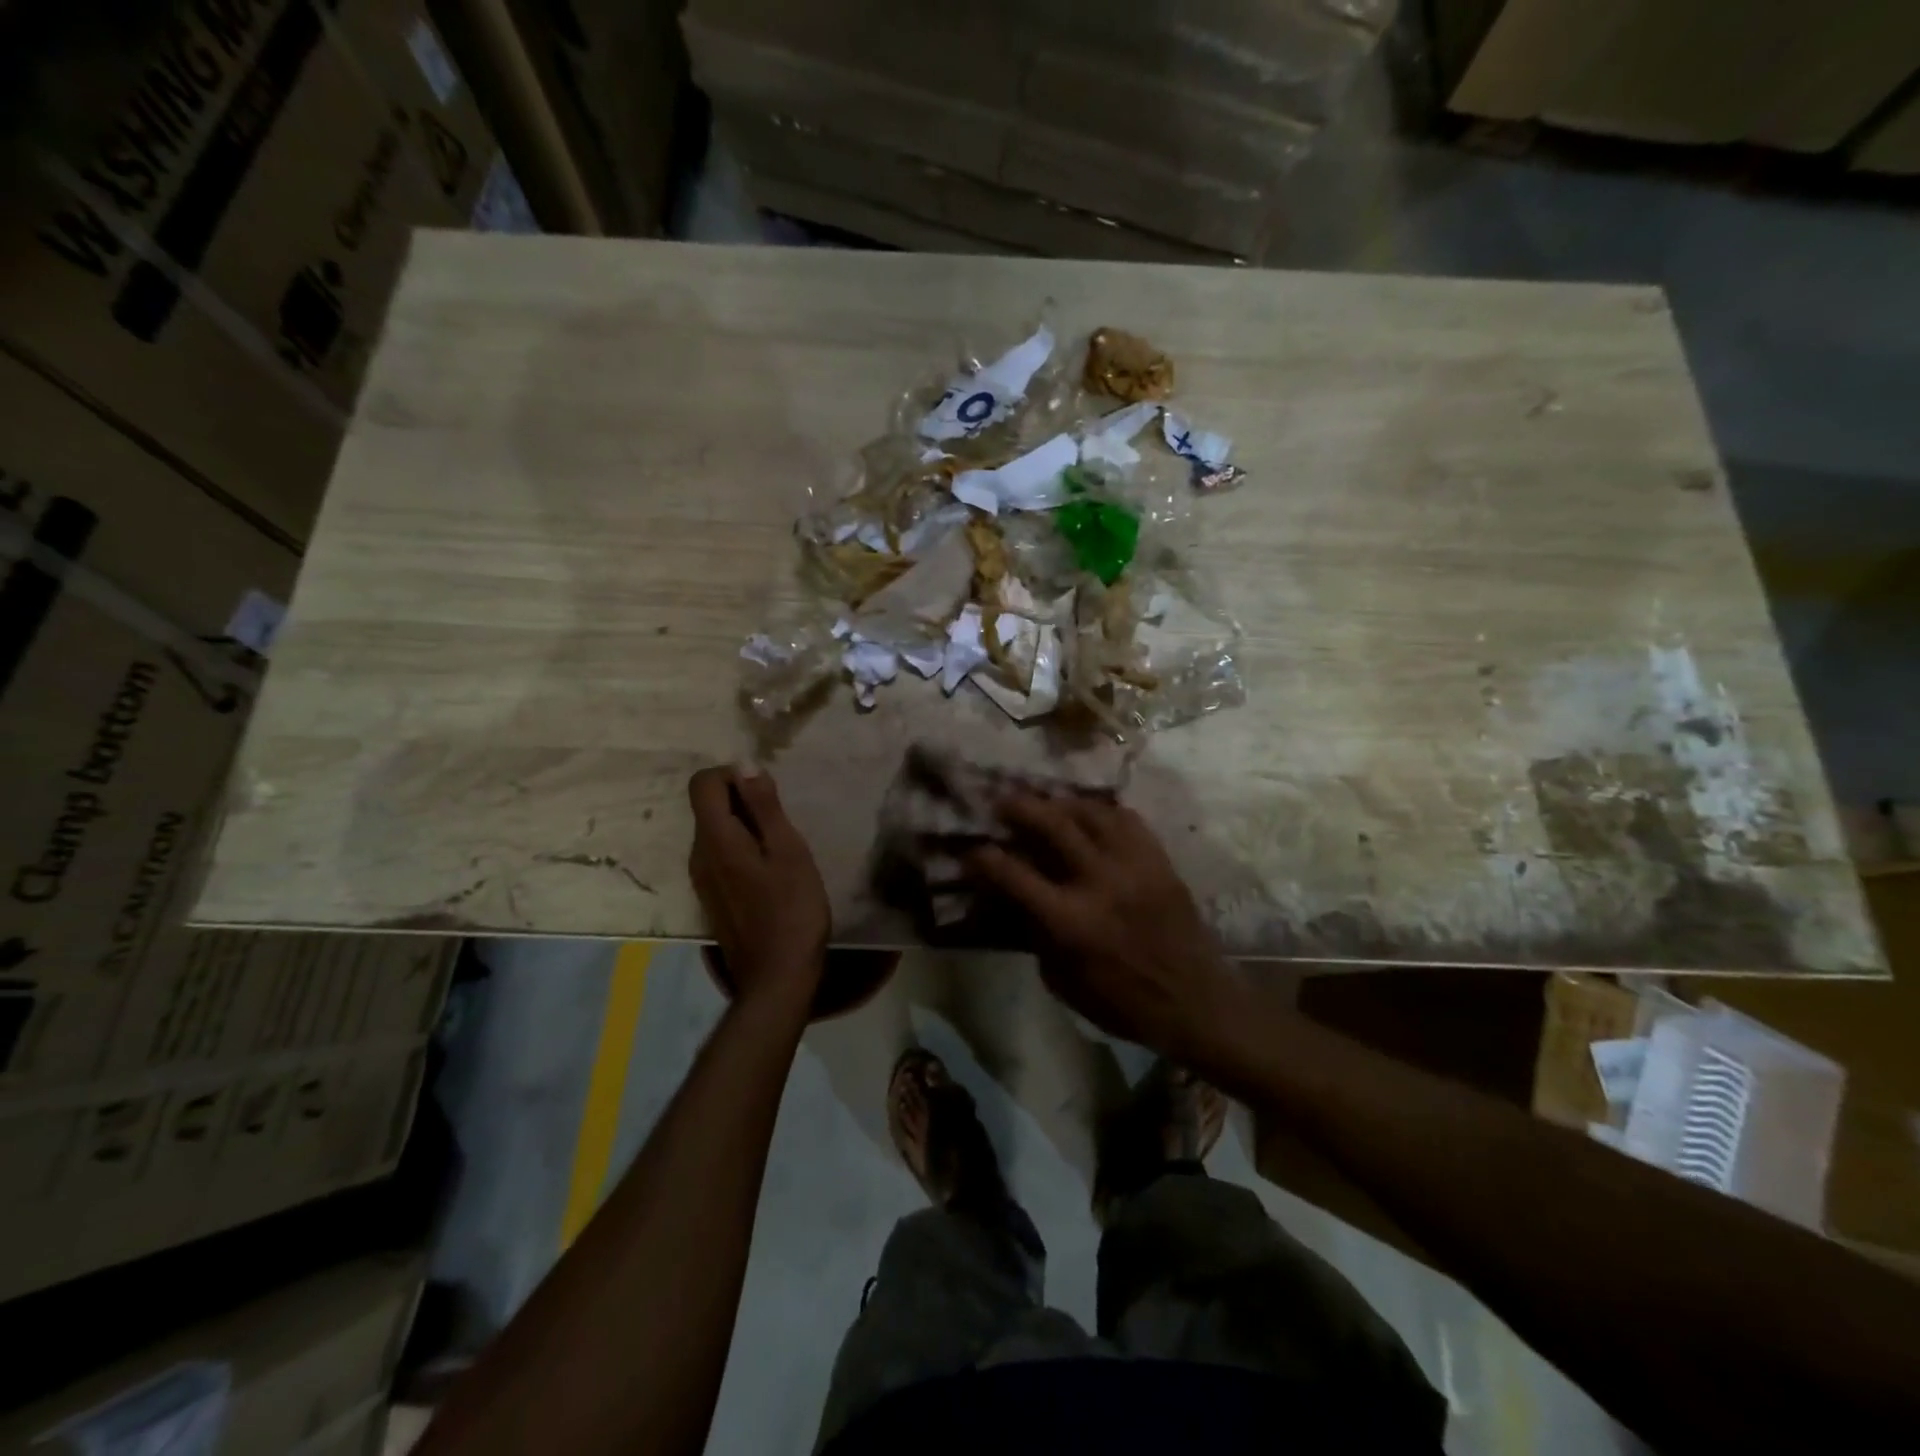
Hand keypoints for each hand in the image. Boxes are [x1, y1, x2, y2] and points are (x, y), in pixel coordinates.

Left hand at [688, 765, 829, 1014]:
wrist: (777, 976)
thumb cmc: (792, 909)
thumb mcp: (788, 851)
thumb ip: (764, 807)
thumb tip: (744, 765)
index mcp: (716, 839)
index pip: (703, 784)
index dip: (732, 775)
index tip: (766, 792)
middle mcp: (698, 854)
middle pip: (707, 806)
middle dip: (742, 800)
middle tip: (783, 821)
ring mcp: (701, 879)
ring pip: (715, 831)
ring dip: (744, 825)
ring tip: (781, 846)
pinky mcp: (711, 896)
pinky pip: (719, 855)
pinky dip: (741, 848)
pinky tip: (771, 871)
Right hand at [966, 795, 1241, 1064]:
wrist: (1195, 1001)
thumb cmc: (1122, 1003)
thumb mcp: (1063, 981)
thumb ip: (1036, 935)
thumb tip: (1015, 901)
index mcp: (1070, 921)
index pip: (1014, 875)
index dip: (984, 858)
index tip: (970, 849)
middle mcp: (1099, 882)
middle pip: (1052, 824)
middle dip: (1020, 807)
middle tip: (1003, 801)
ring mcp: (1133, 865)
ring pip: (1091, 811)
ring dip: (1061, 802)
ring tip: (1047, 802)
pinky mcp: (1159, 861)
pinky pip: (1127, 819)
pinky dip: (1103, 811)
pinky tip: (1092, 815)